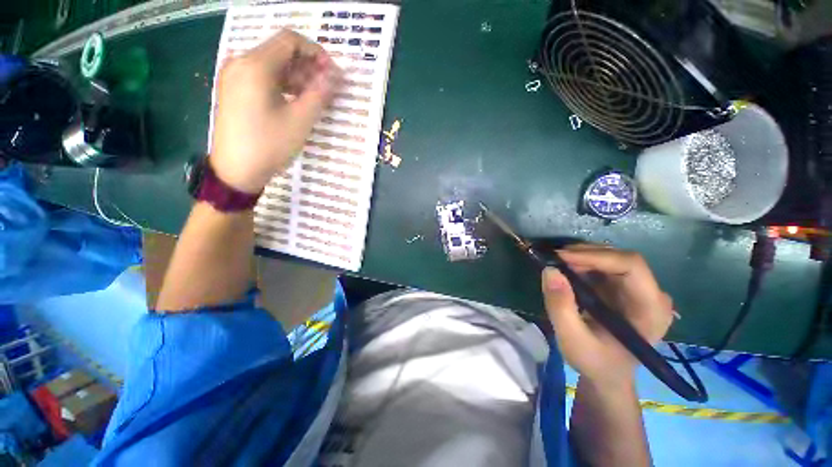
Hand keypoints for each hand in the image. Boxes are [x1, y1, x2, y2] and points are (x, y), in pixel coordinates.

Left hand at [210, 30, 342, 193]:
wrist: (236, 170)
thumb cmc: (269, 145)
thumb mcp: (300, 120)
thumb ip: (319, 93)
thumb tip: (336, 75)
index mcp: (255, 65)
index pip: (290, 40)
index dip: (315, 52)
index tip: (331, 73)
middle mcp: (241, 62)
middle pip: (280, 51)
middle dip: (307, 66)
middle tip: (326, 88)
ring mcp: (234, 76)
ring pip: (272, 64)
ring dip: (296, 76)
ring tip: (314, 98)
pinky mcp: (234, 89)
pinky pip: (262, 77)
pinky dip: (282, 84)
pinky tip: (295, 101)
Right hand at [541, 244, 673, 384]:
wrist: (607, 375)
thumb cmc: (594, 362)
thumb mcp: (572, 339)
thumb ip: (560, 306)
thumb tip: (550, 270)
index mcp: (651, 310)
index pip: (631, 266)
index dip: (595, 256)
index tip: (561, 257)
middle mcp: (652, 295)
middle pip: (621, 258)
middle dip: (585, 254)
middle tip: (554, 259)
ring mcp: (640, 291)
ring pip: (612, 259)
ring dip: (582, 257)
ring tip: (557, 264)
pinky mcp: (626, 289)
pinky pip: (605, 266)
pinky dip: (583, 263)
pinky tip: (567, 270)